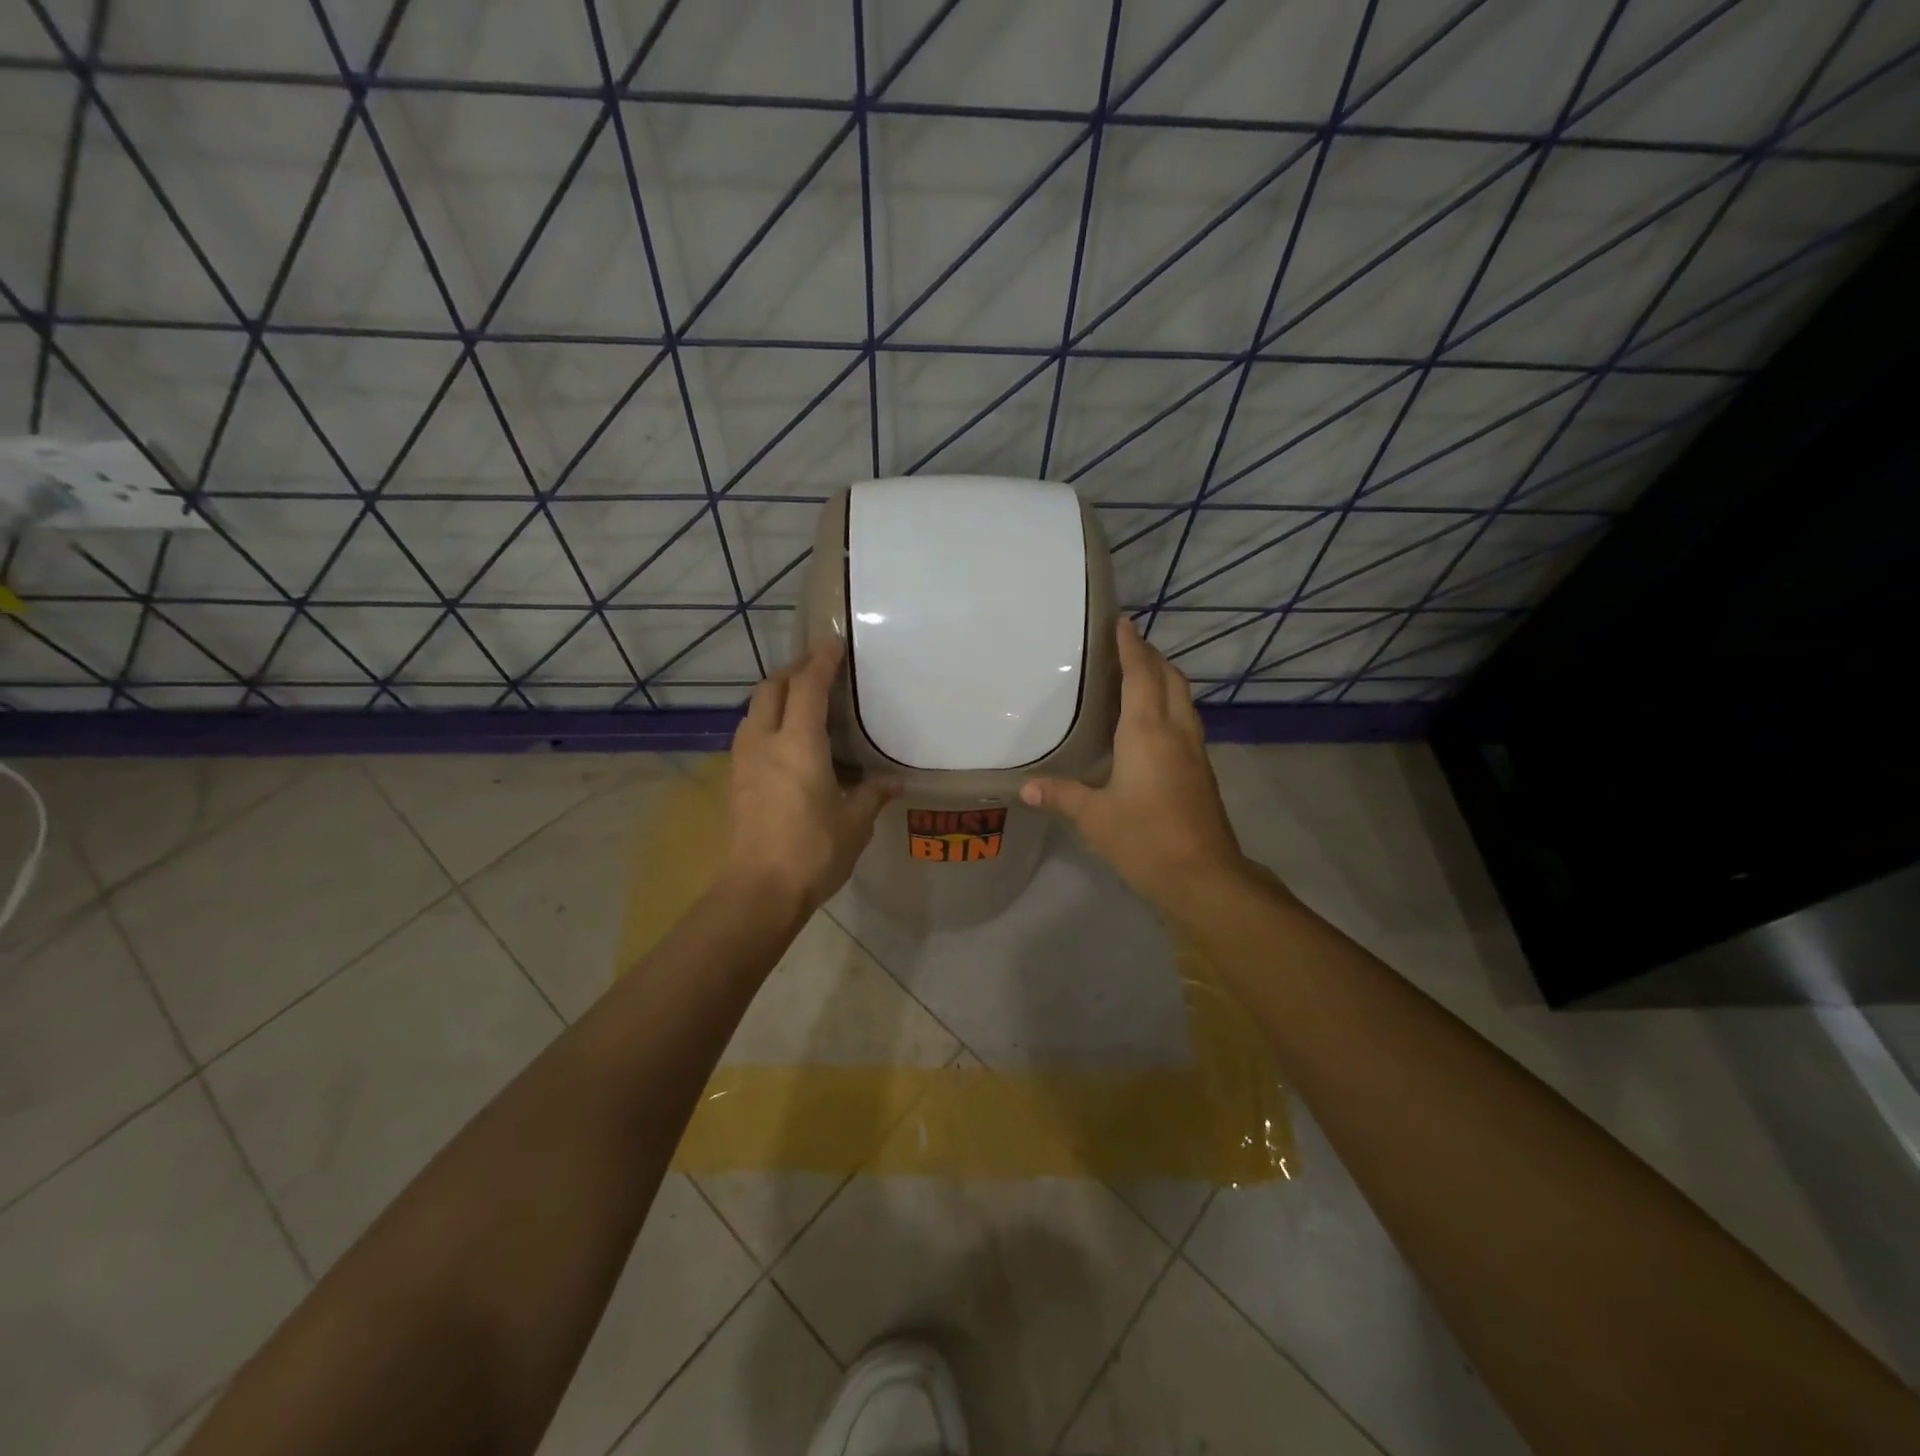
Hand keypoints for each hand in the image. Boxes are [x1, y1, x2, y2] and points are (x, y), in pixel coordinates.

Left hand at [725, 640, 898, 913]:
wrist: (757, 892)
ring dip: (774, 695)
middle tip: (817, 669)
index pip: (807, 686)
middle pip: (771, 688)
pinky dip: (765, 721)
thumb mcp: (854, 824)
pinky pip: (748, 734)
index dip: (821, 661)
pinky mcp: (733, 782)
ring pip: (753, 710)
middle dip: (793, 671)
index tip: (834, 643)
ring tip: (798, 701)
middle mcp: (765, 742)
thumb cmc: (812, 852)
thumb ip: (873, 795)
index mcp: (798, 744)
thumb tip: (894, 783)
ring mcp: (743, 762)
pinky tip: (782, 741)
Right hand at [1021, 617, 1251, 913]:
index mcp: (1147, 733)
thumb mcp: (1094, 818)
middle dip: (1151, 656)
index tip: (1122, 622)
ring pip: (1183, 699)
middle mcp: (1175, 732)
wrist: (1204, 875)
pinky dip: (1171, 704)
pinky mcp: (1202, 771)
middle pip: (1170, 679)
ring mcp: (1194, 751)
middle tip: (1128, 645)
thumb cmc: (1145, 838)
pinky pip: (1187, 720)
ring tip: (1141, 675)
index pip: (1141, 675)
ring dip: (1165, 679)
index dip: (1131, 647)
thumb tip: (1026, 787)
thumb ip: (1061, 795)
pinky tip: (1154, 722)